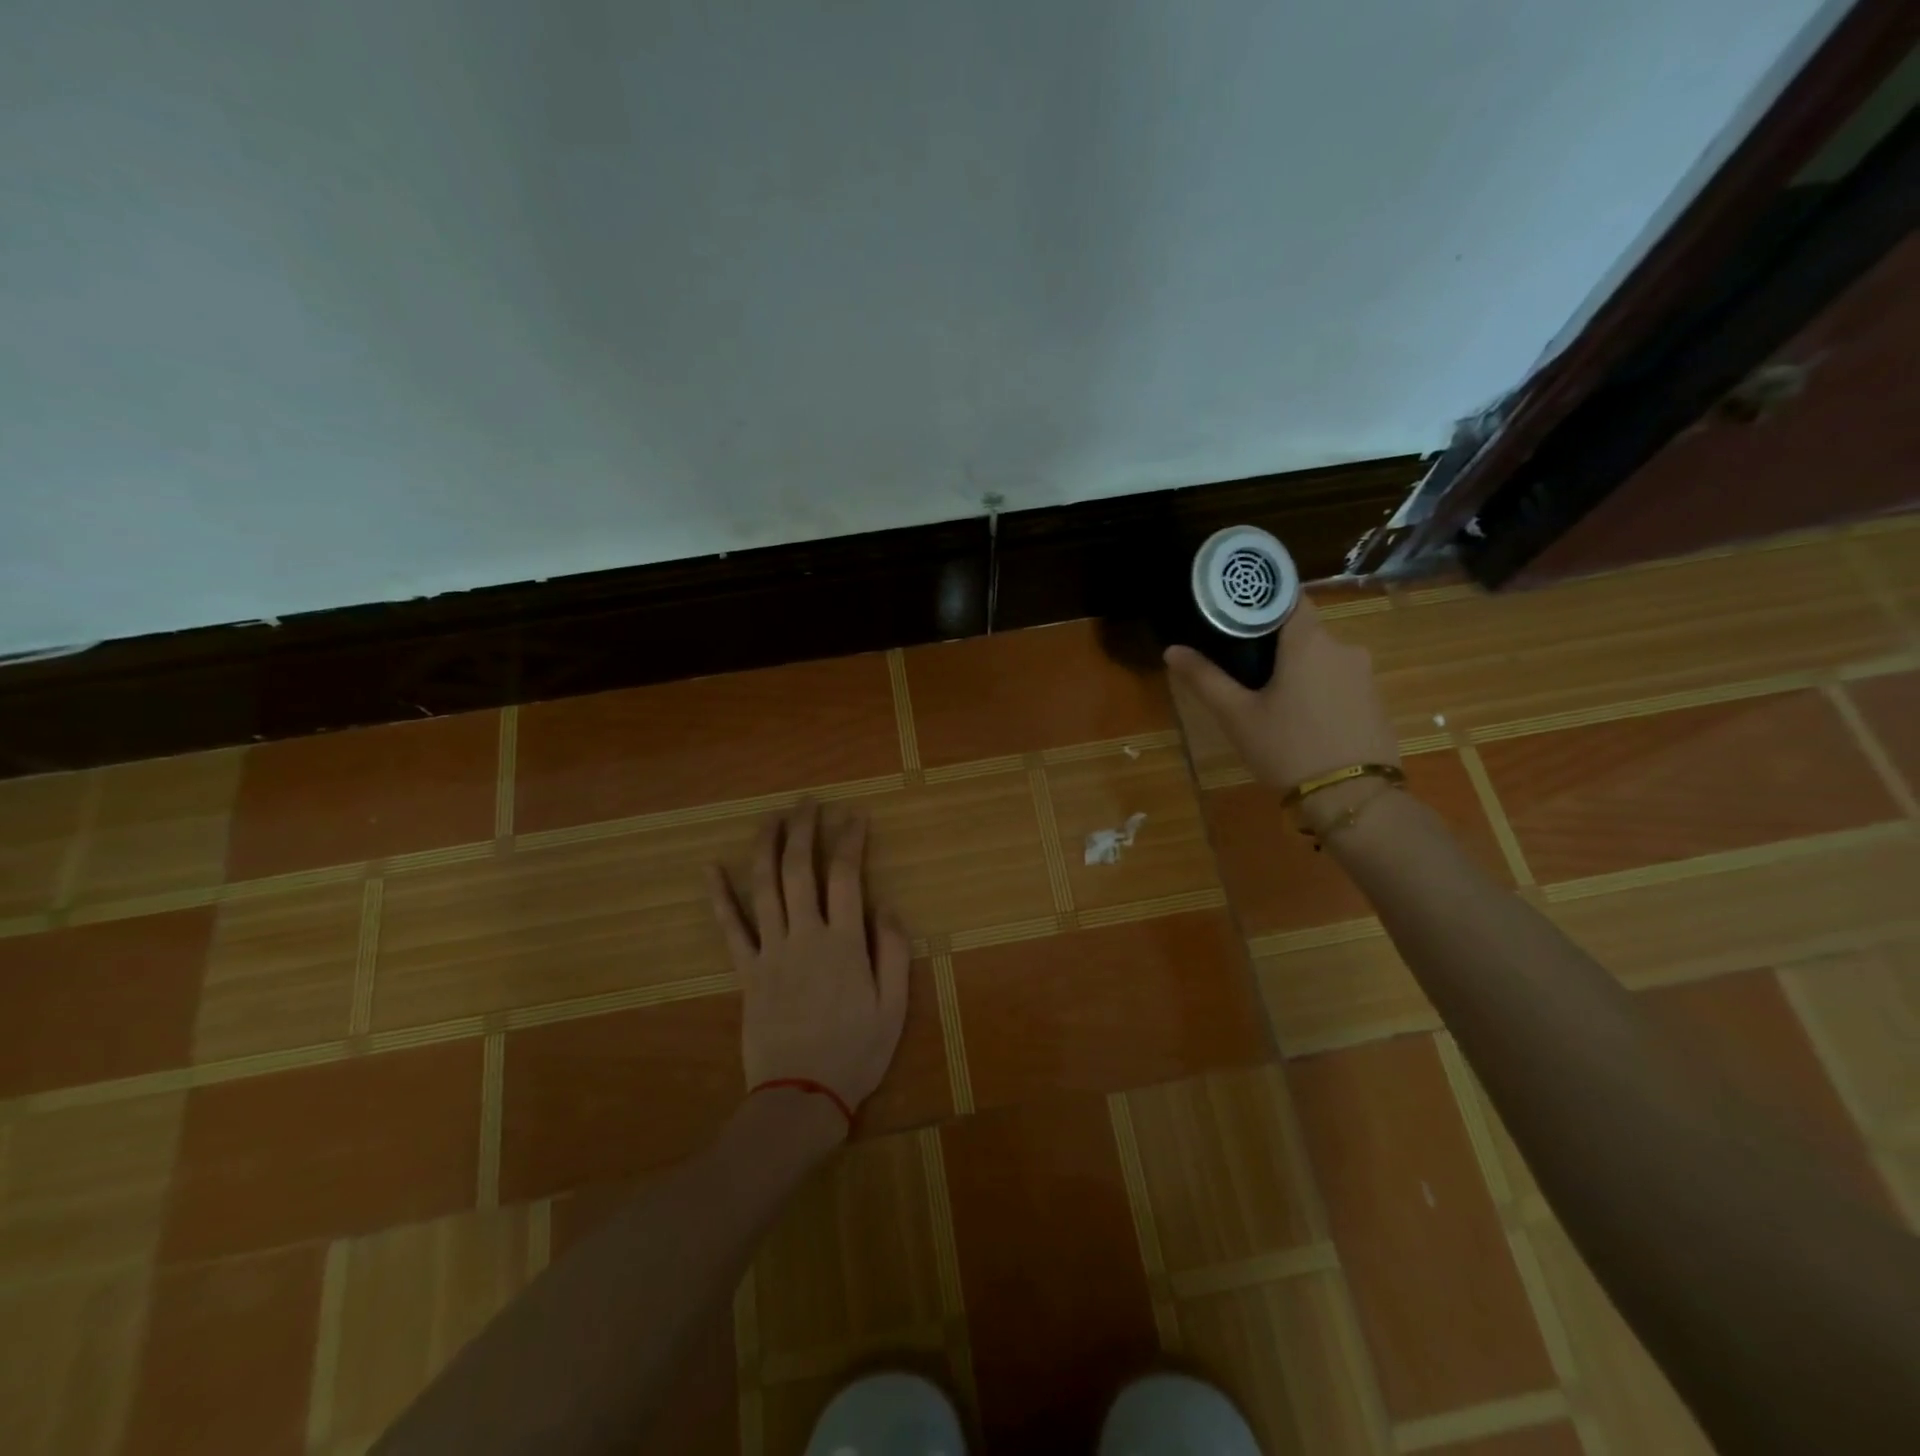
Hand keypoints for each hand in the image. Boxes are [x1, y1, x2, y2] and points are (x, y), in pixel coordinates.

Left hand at [708, 802, 909, 1125]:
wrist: (800, 1098)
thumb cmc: (856, 1053)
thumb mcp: (893, 1007)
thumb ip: (894, 953)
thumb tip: (888, 906)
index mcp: (843, 943)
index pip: (846, 876)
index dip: (850, 840)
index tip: (855, 815)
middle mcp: (804, 936)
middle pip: (799, 870)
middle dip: (804, 830)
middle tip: (808, 803)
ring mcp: (770, 952)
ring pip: (763, 888)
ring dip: (766, 847)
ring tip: (771, 818)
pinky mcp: (746, 972)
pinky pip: (730, 928)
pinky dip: (719, 896)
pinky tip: (710, 868)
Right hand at [1165, 597, 1399, 792]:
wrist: (1353, 798)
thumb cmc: (1287, 749)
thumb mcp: (1237, 716)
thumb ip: (1205, 679)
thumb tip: (1171, 650)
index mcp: (1308, 642)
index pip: (1289, 597)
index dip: (1263, 601)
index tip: (1237, 615)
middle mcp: (1343, 648)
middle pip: (1304, 631)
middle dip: (1275, 645)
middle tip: (1243, 668)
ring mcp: (1365, 675)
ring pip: (1322, 659)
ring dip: (1298, 670)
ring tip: (1270, 699)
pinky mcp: (1376, 702)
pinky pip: (1340, 683)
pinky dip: (1319, 691)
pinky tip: (1301, 720)